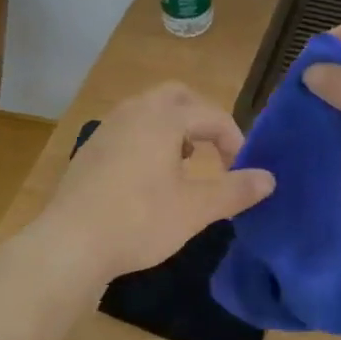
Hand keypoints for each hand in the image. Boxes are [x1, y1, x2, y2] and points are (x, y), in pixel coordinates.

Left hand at [36, 82, 275, 281]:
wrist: (70, 243)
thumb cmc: (139, 220)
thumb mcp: (196, 209)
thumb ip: (235, 191)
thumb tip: (270, 179)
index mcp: (162, 118)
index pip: (211, 115)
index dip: (234, 139)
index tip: (241, 171)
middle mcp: (133, 113)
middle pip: (176, 96)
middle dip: (201, 118)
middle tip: (214, 150)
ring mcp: (106, 129)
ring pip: (148, 111)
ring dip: (174, 128)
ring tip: (185, 163)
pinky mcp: (90, 151)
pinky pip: (128, 130)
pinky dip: (148, 140)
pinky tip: (148, 179)